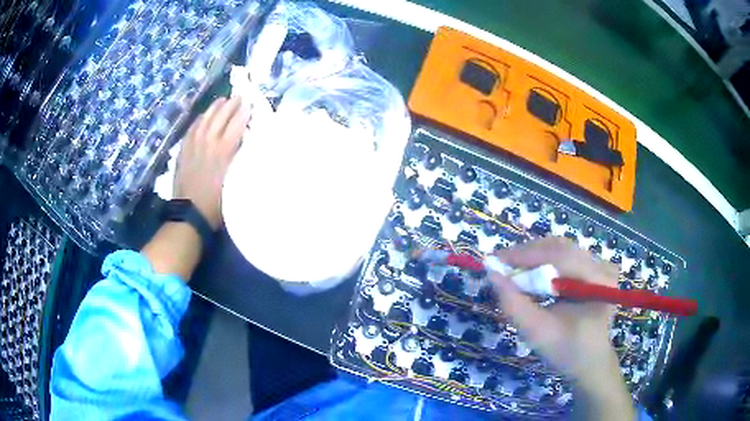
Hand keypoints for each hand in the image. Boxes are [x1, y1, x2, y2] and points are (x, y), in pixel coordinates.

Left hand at [173, 97, 250, 229]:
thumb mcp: (236, 183)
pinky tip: (202, 116)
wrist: (190, 214)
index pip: (237, 125)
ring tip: (221, 100)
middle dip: (231, 105)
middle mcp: (209, 143)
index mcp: (224, 151)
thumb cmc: (217, 203)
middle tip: (239, 97)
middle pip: (221, 117)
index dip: (244, 113)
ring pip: (205, 120)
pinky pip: (191, 129)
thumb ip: (241, 160)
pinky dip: (198, 120)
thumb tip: (247, 143)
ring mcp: (194, 145)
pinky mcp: (184, 151)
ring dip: (214, 108)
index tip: (251, 104)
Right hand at [489, 237, 633, 419]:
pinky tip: (529, 273)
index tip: (495, 259)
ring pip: (561, 249)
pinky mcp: (593, 268)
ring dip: (533, 257)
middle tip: (501, 264)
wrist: (590, 362)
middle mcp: (602, 266)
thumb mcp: (537, 332)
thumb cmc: (566, 351)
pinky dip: (543, 262)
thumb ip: (514, 304)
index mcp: (598, 282)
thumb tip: (493, 273)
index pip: (561, 256)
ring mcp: (599, 265)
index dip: (527, 255)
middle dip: (528, 254)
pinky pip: (564, 257)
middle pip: (561, 248)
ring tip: (511, 269)